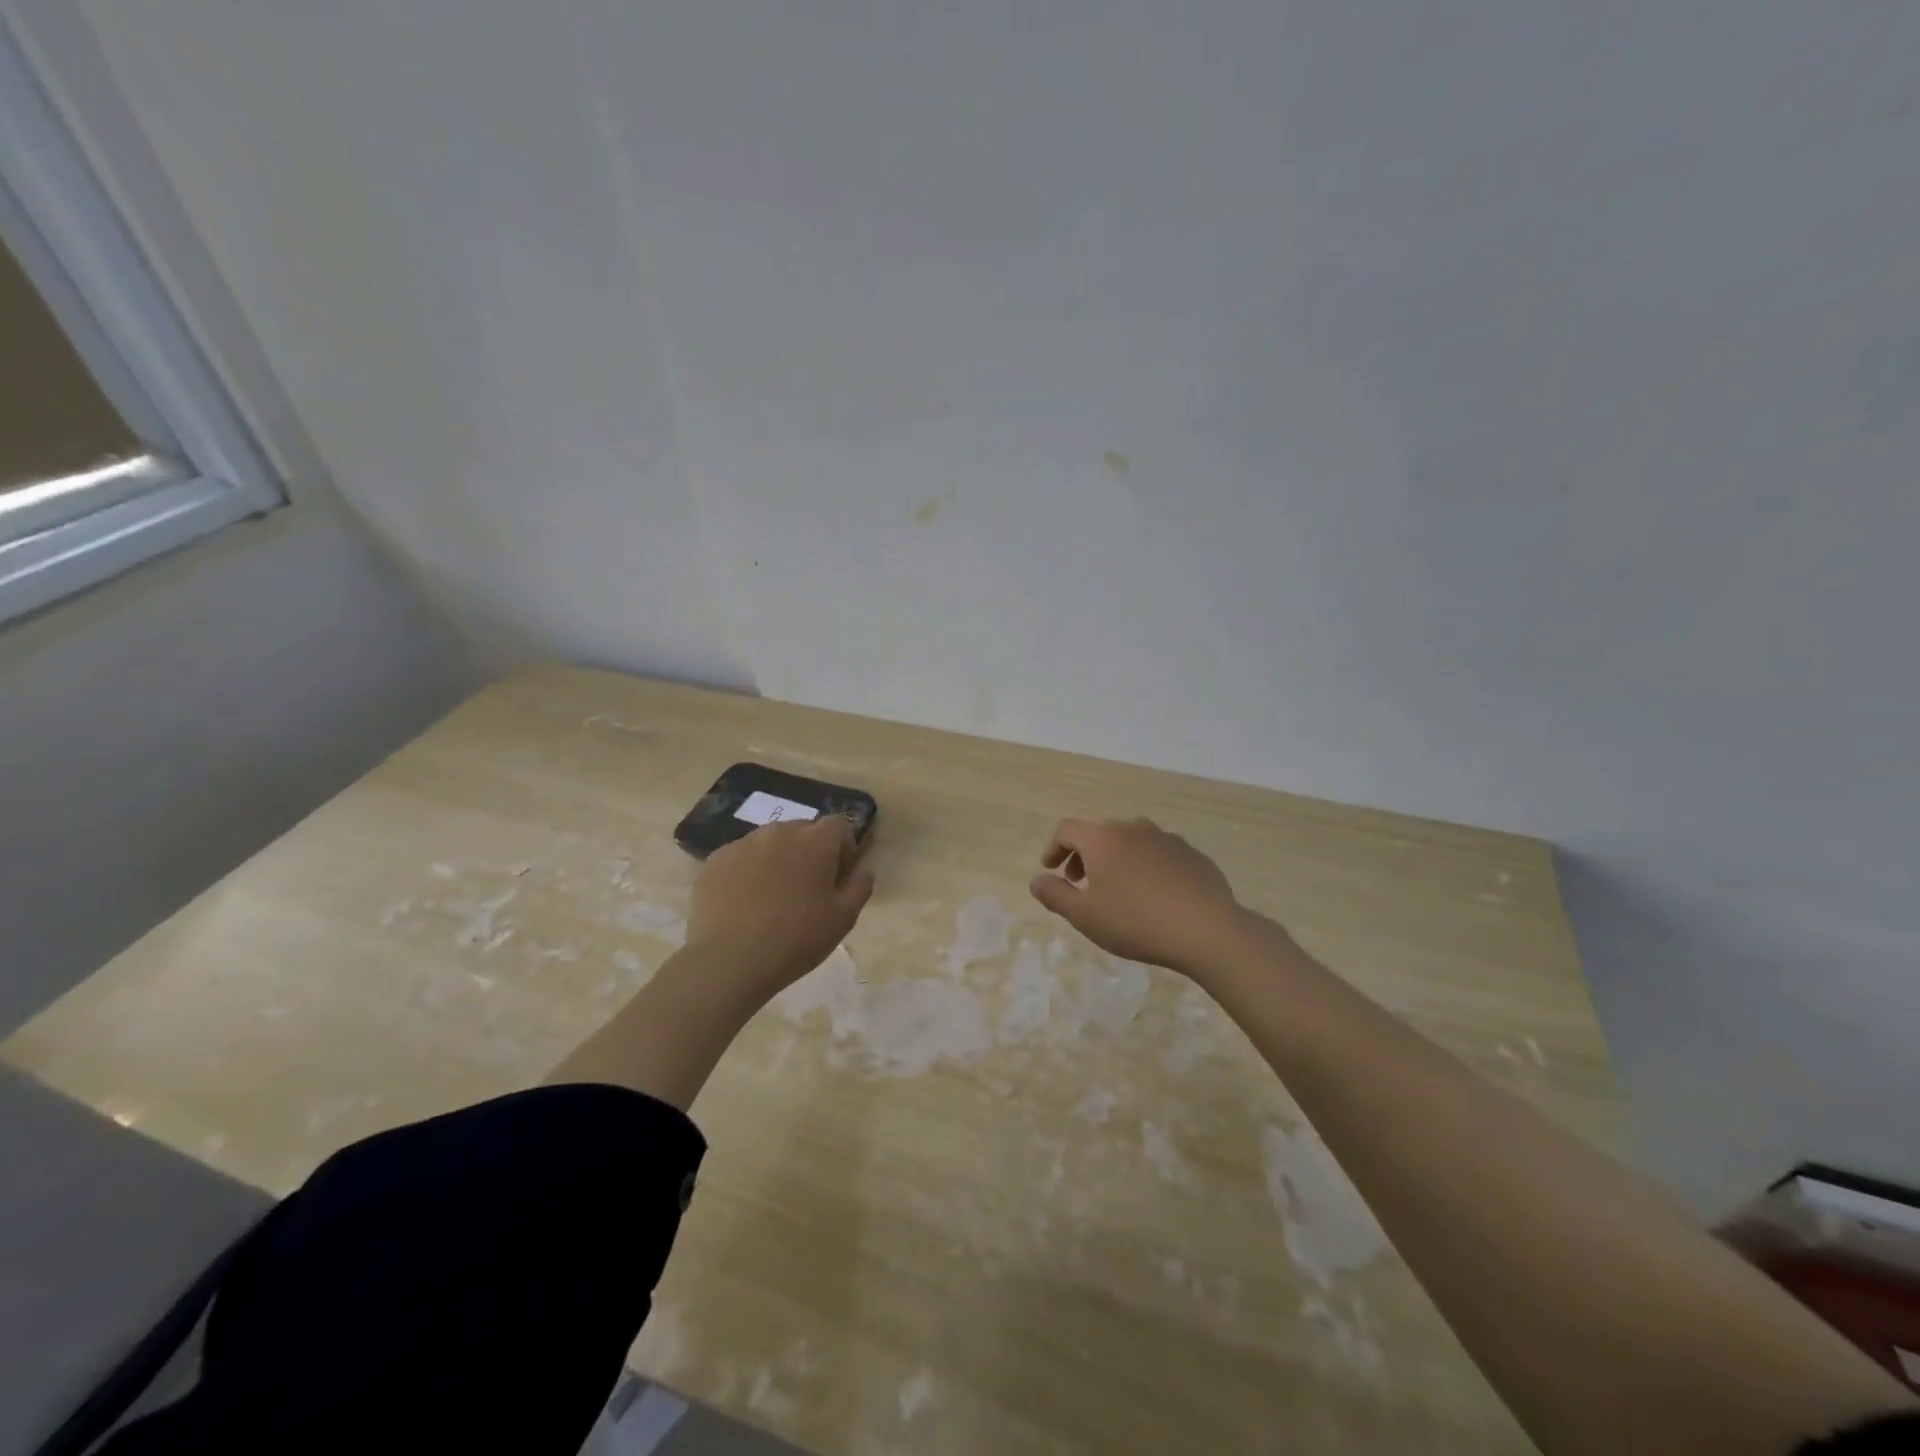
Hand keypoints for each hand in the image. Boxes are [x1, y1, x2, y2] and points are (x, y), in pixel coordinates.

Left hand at [683, 816, 875, 1003]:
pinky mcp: (715, 860)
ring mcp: (743, 843)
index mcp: (815, 841)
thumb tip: (863, 869)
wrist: (728, 961)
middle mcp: (779, 832)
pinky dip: (748, 872)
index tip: (837, 878)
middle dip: (810, 852)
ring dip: (778, 860)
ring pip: (770, 842)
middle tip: (806, 890)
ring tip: (772, 898)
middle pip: (803, 831)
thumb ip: (860, 886)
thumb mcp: (843, 919)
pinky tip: (744, 904)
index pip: (838, 826)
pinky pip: (741, 857)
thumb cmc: (795, 939)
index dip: (843, 848)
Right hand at [1028, 818, 1252, 974]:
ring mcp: (1165, 838)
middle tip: (1081, 883)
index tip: (1051, 870)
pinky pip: (1157, 853)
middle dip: (1084, 855)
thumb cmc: (1136, 922)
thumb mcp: (1084, 916)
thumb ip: (1055, 895)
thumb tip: (1037, 880)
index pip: (1066, 830)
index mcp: (1102, 838)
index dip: (1053, 848)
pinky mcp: (1191, 853)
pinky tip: (1153, 895)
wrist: (1207, 930)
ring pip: (1130, 841)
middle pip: (1099, 833)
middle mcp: (1132, 828)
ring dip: (1116, 859)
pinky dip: (1145, 866)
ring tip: (1118, 889)